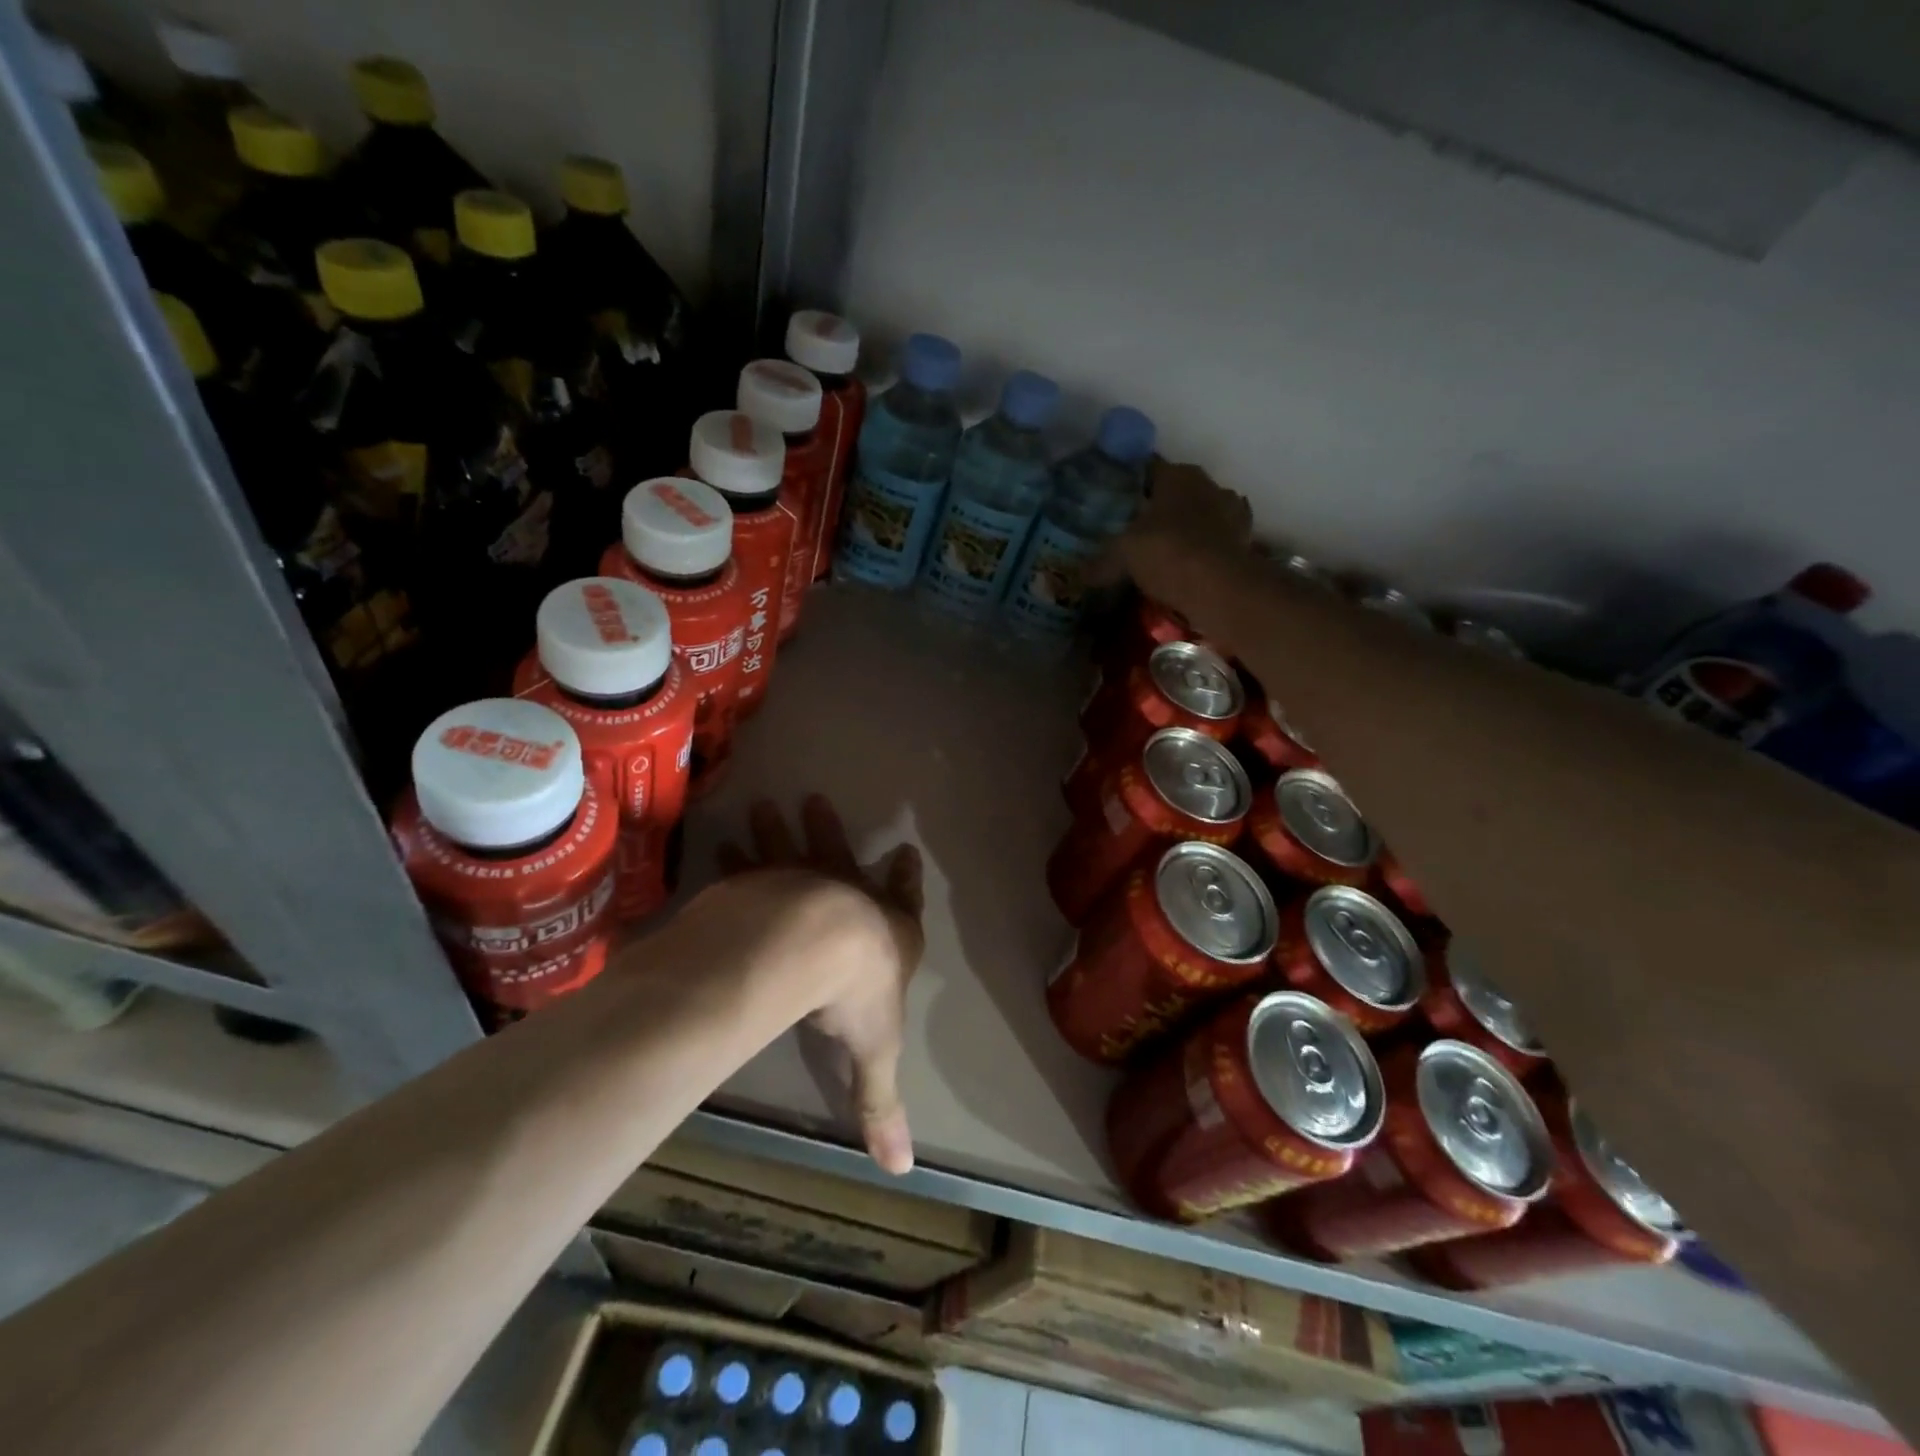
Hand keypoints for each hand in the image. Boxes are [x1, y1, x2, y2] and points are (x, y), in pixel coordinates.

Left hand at [718, 796, 923, 1173]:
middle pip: (844, 858)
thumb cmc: (855, 993)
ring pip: (795, 848)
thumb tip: (902, 1171)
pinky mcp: (764, 881)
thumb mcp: (874, 1053)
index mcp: (887, 931)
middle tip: (818, 802)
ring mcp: (803, 882)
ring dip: (781, 830)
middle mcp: (848, 897)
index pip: (905, 899)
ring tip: (764, 804)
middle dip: (833, 834)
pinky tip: (724, 844)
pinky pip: (751, 865)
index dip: (908, 879)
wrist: (811, 944)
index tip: (907, 852)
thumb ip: (879, 1106)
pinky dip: (740, 855)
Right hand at [1109, 459, 1253, 592]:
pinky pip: (1217, 539)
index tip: (1117, 501)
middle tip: (1137, 528)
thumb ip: (1103, 562)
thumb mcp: (1123, 556)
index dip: (1132, 484)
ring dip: (1188, 527)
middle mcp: (1208, 484)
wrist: (1220, 587)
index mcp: (1178, 475)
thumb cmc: (1167, 553)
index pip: (1150, 469)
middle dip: (1161, 508)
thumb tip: (1082, 574)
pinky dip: (1205, 549)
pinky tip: (1191, 565)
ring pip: (1201, 514)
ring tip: (1165, 550)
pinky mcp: (1244, 540)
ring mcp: (1232, 511)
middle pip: (1178, 492)